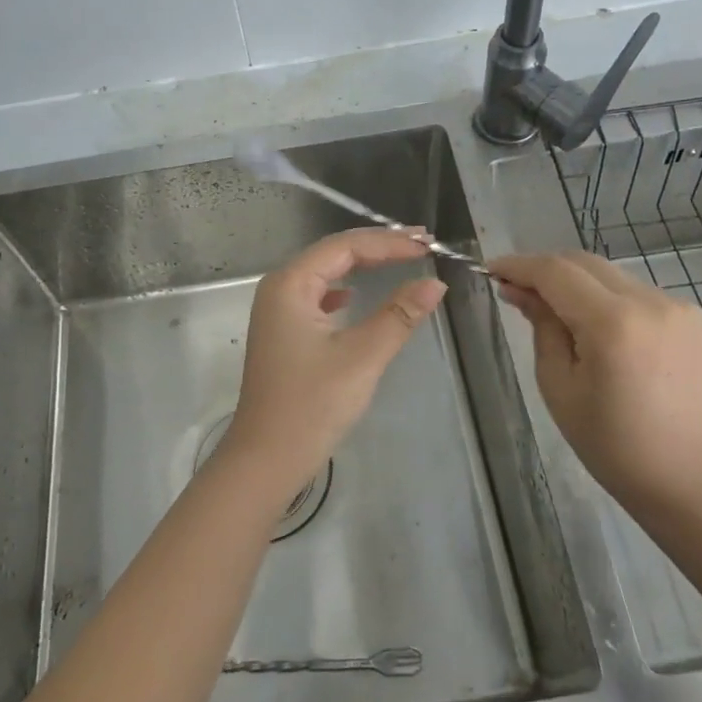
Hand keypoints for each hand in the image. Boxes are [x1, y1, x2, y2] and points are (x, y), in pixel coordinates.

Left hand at [218, 229, 446, 510]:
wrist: (266, 459)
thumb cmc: (312, 405)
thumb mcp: (362, 357)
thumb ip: (399, 315)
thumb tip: (435, 284)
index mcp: (290, 284)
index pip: (345, 247)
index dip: (389, 242)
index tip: (427, 246)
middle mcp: (279, 289)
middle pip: (333, 253)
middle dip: (377, 247)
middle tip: (421, 244)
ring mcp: (277, 312)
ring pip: (326, 274)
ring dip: (363, 265)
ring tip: (400, 259)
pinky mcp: (283, 334)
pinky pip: (318, 297)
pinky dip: (344, 290)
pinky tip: (355, 297)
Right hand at [491, 251, 701, 508]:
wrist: (684, 474)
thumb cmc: (610, 441)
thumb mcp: (558, 384)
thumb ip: (541, 326)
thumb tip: (519, 290)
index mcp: (612, 323)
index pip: (556, 273)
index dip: (519, 266)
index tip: (491, 270)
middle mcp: (649, 302)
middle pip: (584, 263)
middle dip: (546, 270)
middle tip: (516, 288)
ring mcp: (676, 305)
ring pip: (610, 274)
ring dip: (577, 284)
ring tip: (555, 312)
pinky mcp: (692, 315)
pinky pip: (636, 292)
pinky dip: (608, 298)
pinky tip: (598, 328)